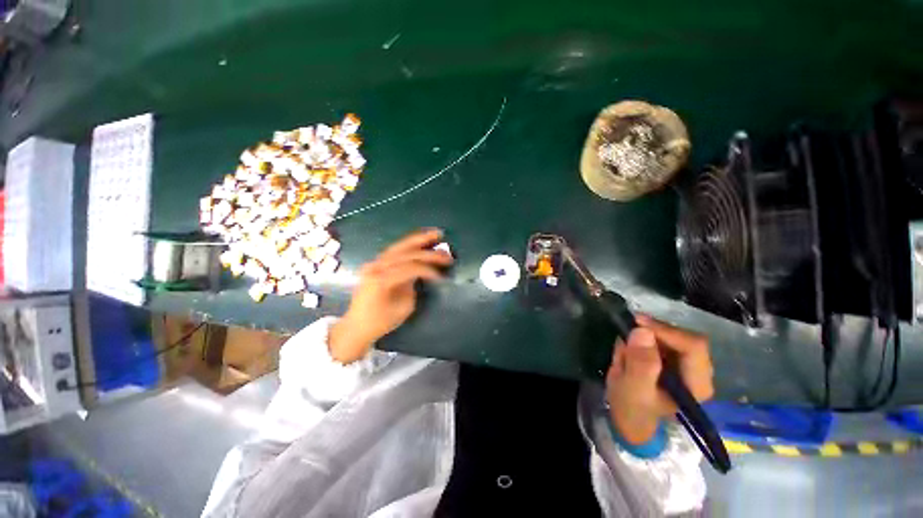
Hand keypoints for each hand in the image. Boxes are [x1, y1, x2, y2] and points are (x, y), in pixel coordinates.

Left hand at [329, 228, 452, 362]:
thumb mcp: (403, 308)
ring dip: (418, 239)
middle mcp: (376, 267)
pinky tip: (419, 242)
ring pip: (398, 247)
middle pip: (405, 252)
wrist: (356, 326)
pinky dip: (408, 245)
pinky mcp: (374, 264)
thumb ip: (413, 287)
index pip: (410, 268)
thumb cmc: (381, 322)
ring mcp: (373, 264)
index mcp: (381, 280)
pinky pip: (393, 251)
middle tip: (445, 246)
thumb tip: (421, 274)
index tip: (442, 276)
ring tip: (434, 234)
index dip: (429, 270)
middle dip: (427, 249)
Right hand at [606, 315, 713, 444]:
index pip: (693, 346)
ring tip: (625, 349)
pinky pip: (661, 340)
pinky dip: (643, 340)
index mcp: (696, 384)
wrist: (629, 421)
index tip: (637, 322)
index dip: (666, 330)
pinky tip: (629, 351)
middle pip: (684, 338)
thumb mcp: (633, 389)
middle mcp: (698, 373)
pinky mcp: (673, 361)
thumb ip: (640, 363)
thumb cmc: (633, 410)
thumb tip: (643, 331)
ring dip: (646, 337)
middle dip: (654, 333)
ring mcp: (686, 366)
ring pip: (671, 336)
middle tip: (628, 330)